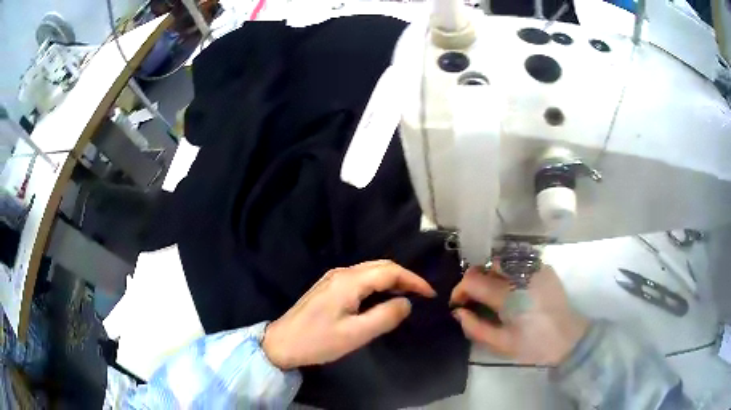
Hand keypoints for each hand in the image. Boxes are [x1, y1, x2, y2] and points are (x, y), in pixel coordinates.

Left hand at [262, 260, 435, 369]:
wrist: (281, 343)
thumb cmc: (318, 341)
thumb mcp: (356, 334)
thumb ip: (385, 317)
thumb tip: (406, 303)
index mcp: (349, 281)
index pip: (390, 271)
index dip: (413, 280)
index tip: (430, 294)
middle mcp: (342, 273)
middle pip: (381, 266)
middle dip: (404, 277)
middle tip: (421, 295)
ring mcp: (333, 278)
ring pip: (370, 271)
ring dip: (391, 280)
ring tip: (407, 296)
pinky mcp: (329, 286)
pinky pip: (361, 278)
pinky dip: (378, 284)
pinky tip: (382, 297)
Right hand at [450, 265, 588, 365]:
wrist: (568, 338)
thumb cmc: (533, 345)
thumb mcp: (501, 344)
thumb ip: (476, 327)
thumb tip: (458, 312)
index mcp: (510, 295)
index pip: (474, 280)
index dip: (460, 290)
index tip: (458, 303)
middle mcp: (522, 274)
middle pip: (487, 264)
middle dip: (475, 279)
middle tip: (474, 297)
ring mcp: (535, 267)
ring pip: (502, 259)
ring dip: (490, 272)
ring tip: (491, 291)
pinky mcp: (544, 267)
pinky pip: (518, 260)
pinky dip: (507, 270)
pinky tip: (509, 286)